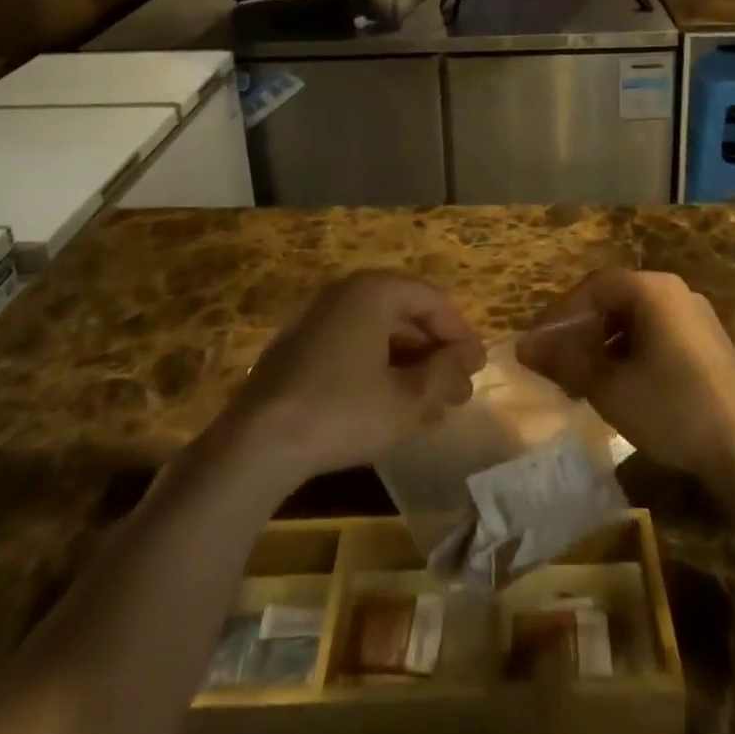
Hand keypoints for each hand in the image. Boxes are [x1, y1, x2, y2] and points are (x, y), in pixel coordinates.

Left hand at [227, 270, 484, 483]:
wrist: (256, 443)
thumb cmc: (342, 412)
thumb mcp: (407, 400)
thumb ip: (444, 375)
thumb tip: (465, 363)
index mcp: (374, 290)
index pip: (432, 300)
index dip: (460, 333)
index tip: (478, 366)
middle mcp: (345, 291)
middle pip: (405, 312)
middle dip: (435, 350)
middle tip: (457, 387)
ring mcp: (316, 316)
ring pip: (378, 329)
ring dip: (409, 361)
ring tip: (429, 400)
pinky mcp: (298, 345)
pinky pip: (352, 343)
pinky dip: (378, 365)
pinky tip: (389, 401)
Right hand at [517, 269, 734, 485]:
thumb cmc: (672, 408)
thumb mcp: (609, 387)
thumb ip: (564, 361)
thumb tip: (523, 347)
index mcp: (651, 289)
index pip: (592, 288)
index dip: (559, 315)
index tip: (538, 345)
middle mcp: (675, 291)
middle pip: (614, 300)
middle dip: (582, 330)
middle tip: (559, 364)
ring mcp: (696, 315)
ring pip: (636, 319)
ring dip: (605, 343)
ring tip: (586, 379)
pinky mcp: (709, 342)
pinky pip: (658, 333)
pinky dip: (632, 351)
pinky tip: (623, 385)